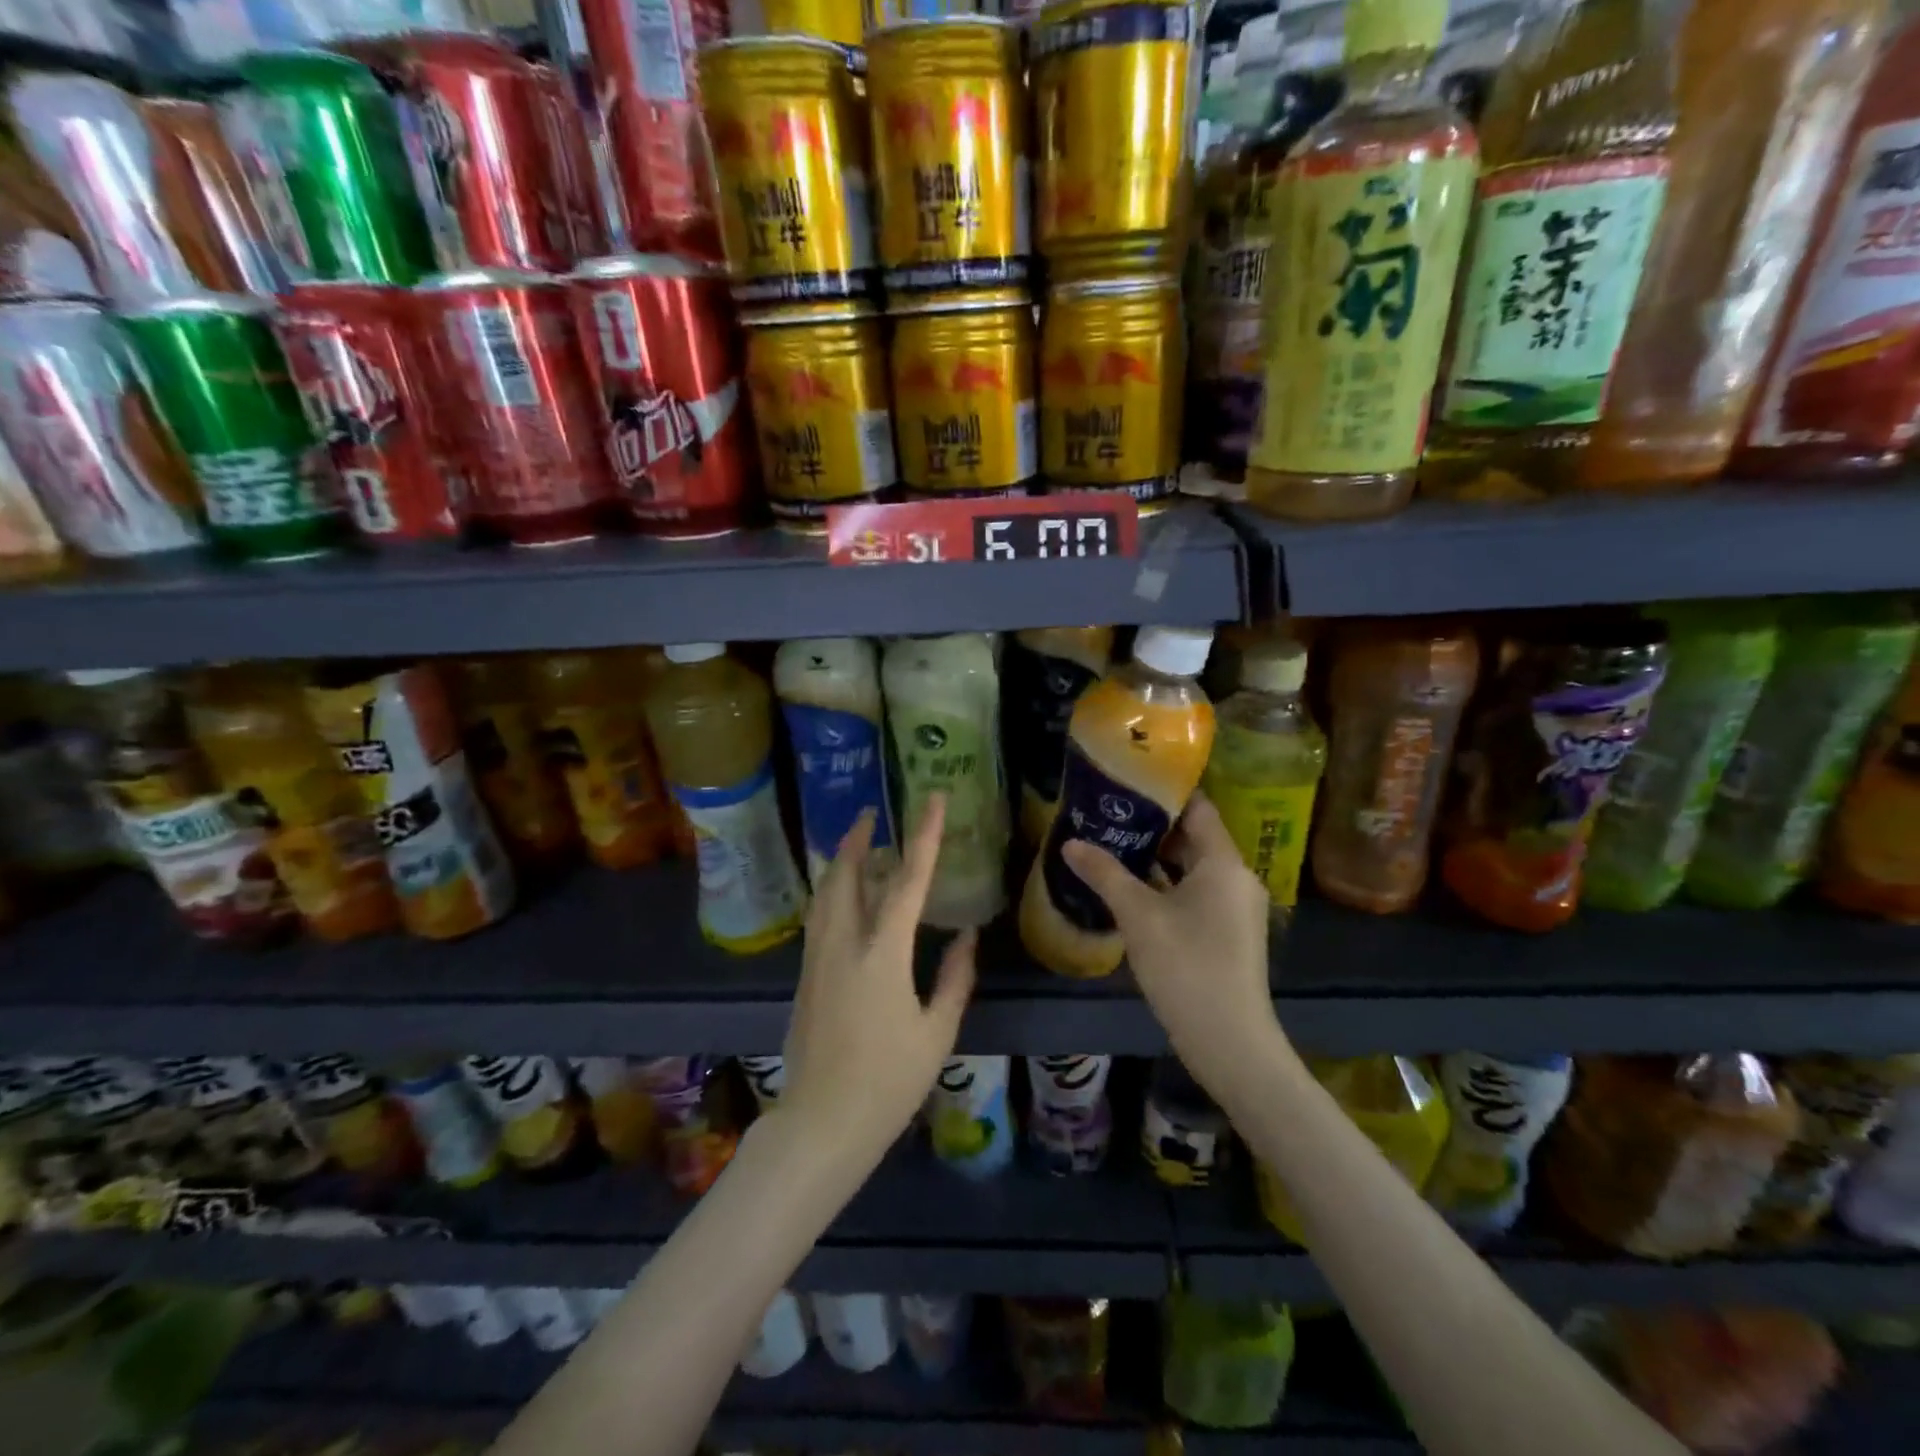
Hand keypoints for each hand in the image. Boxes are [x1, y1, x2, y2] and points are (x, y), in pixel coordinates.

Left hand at [777, 794, 976, 1176]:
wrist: (822, 1123)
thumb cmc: (888, 1081)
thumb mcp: (936, 1031)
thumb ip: (954, 978)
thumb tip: (965, 937)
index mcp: (882, 954)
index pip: (906, 880)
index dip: (923, 836)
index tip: (930, 799)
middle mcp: (843, 944)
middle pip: (845, 875)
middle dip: (856, 838)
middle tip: (871, 813)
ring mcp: (817, 959)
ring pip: (824, 893)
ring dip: (840, 862)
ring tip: (857, 846)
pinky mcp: (804, 976)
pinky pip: (819, 917)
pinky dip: (833, 892)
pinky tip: (845, 898)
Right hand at [1061, 795, 1285, 1102]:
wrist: (1229, 1041)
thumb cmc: (1186, 966)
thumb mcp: (1138, 916)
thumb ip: (1105, 874)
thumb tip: (1070, 843)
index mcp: (1224, 863)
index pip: (1198, 808)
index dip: (1165, 793)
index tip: (1127, 783)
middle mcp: (1236, 877)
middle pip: (1194, 837)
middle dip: (1152, 826)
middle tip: (1109, 814)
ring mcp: (1235, 907)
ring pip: (1193, 868)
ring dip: (1157, 858)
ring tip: (1112, 844)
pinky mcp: (1228, 932)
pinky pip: (1196, 893)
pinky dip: (1167, 885)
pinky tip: (1132, 888)